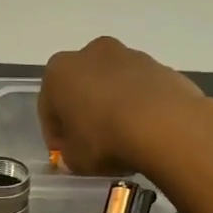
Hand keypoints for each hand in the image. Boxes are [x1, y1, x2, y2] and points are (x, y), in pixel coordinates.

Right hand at [39, 36, 212, 176]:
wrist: (164, 125)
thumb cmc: (105, 139)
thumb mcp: (75, 159)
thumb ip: (67, 154)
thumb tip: (72, 152)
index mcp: (59, 71)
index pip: (48, 106)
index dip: (55, 133)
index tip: (64, 153)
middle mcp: (91, 53)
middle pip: (81, 87)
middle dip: (83, 112)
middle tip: (91, 142)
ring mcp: (129, 55)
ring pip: (112, 85)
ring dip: (112, 106)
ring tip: (122, 137)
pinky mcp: (159, 65)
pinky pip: (139, 89)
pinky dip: (138, 105)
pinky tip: (144, 130)